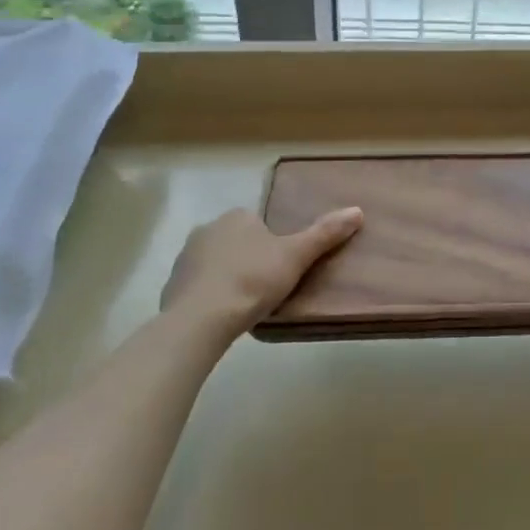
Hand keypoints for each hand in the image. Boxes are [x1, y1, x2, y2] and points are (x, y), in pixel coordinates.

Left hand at [160, 206, 362, 344]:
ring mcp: (186, 257)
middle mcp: (207, 229)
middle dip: (249, 259)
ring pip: (215, 263)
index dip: (272, 244)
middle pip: (237, 241)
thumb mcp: (296, 256)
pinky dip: (209, 296)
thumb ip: (325, 234)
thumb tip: (358, 210)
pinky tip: (222, 315)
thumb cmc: (253, 280)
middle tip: (267, 287)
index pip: (259, 223)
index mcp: (237, 217)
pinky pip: (198, 286)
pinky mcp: (172, 285)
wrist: (201, 319)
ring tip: (246, 304)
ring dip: (228, 277)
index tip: (282, 267)